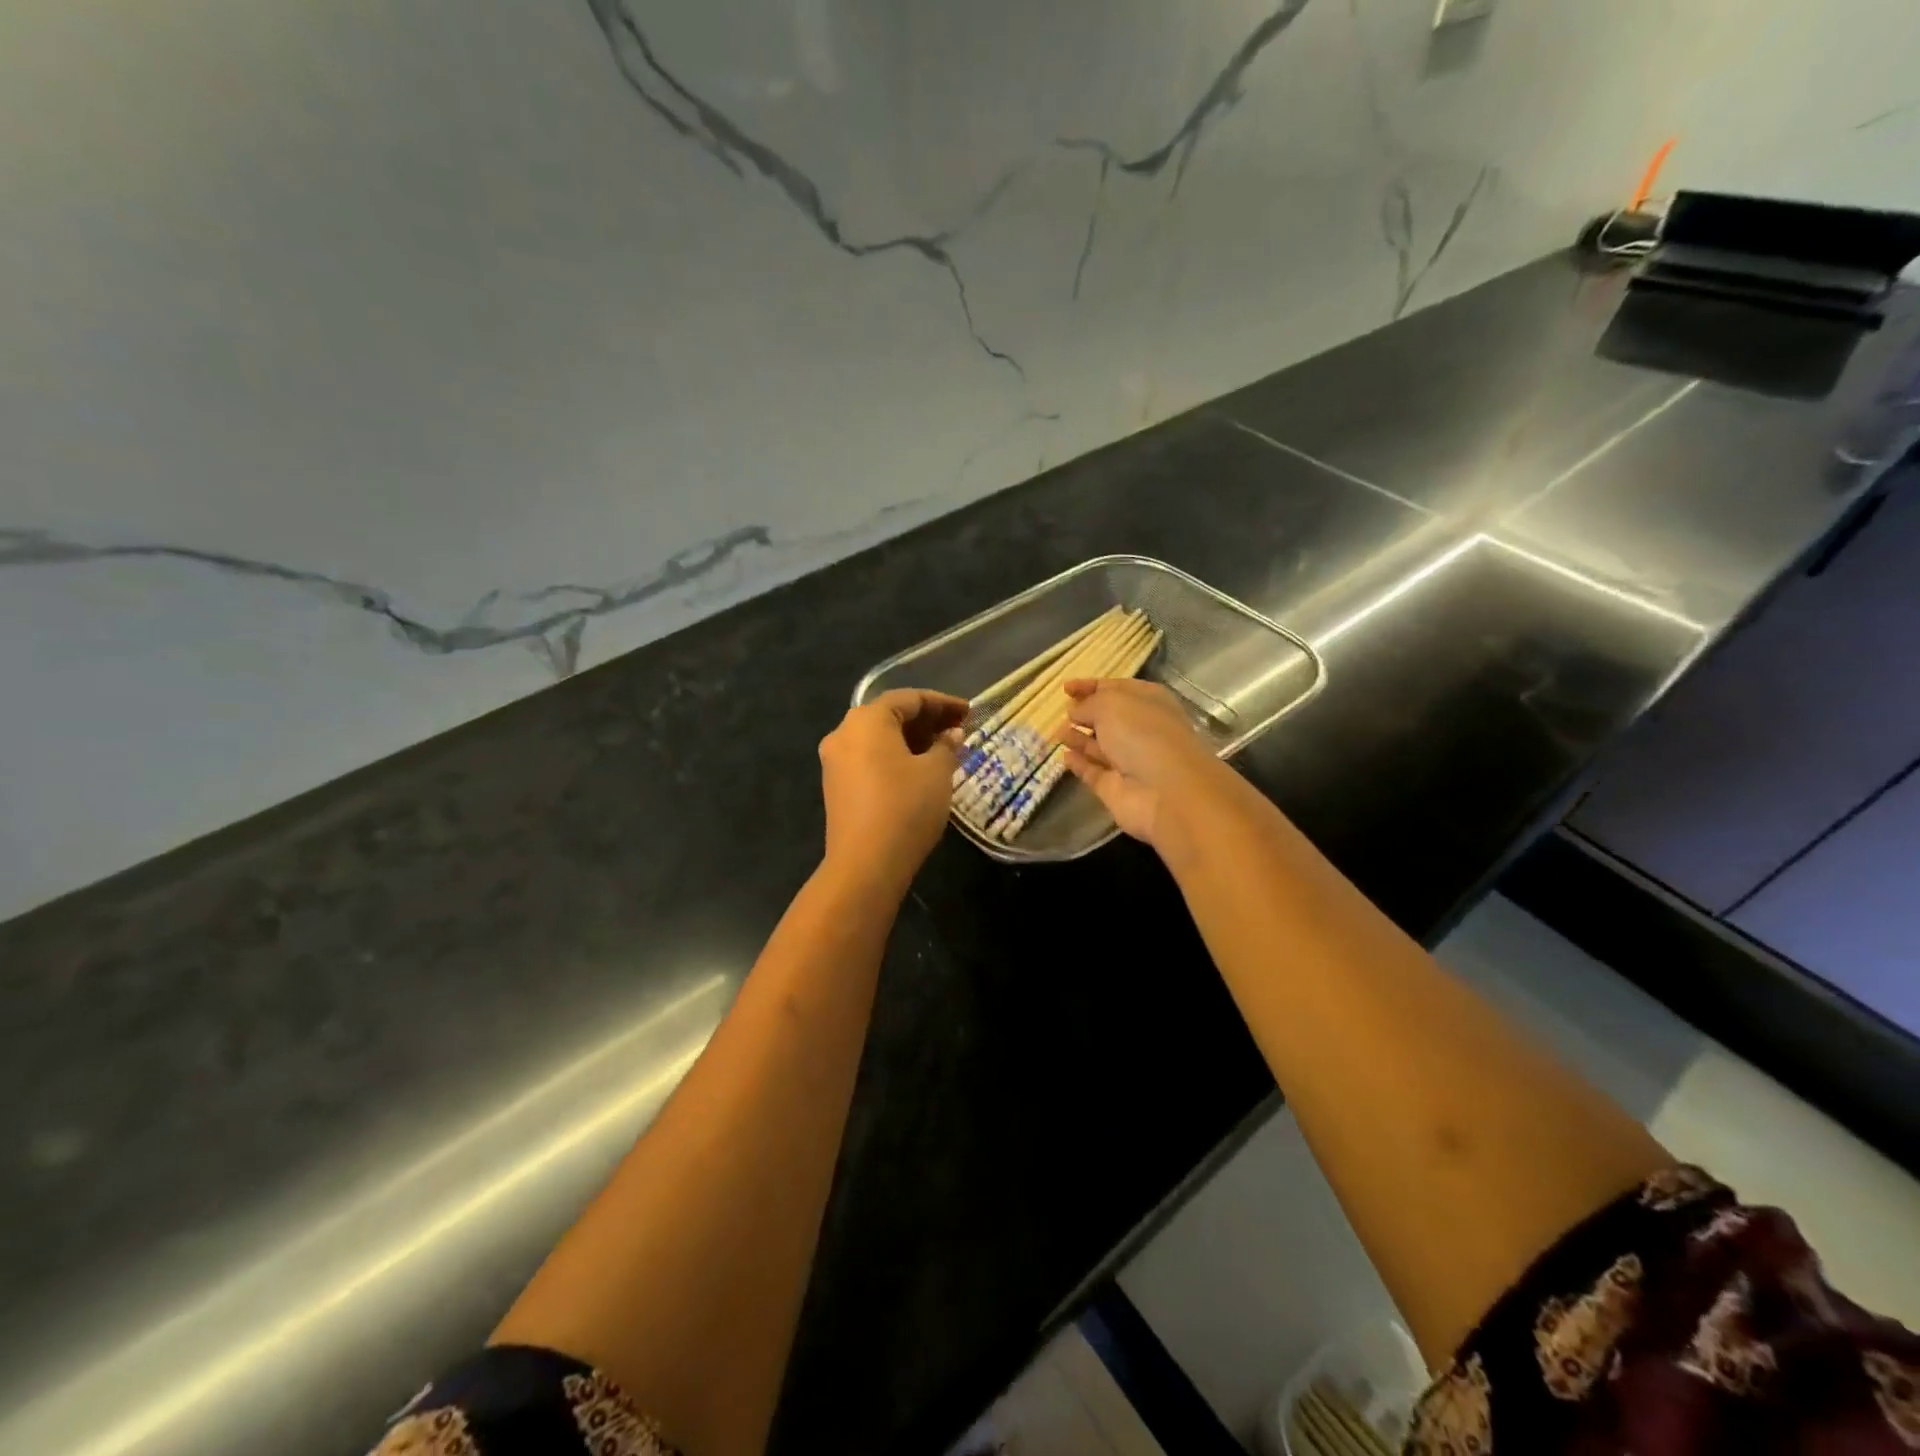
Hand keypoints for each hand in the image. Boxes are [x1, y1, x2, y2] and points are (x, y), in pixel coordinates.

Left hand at [818, 689, 968, 890]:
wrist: (865, 864)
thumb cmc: (906, 807)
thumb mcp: (936, 773)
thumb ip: (946, 747)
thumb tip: (951, 735)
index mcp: (867, 720)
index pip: (909, 698)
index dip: (943, 703)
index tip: (970, 712)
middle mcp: (844, 733)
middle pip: (890, 716)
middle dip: (927, 720)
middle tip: (959, 729)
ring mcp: (835, 762)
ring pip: (879, 739)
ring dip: (912, 740)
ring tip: (945, 750)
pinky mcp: (836, 787)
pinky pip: (869, 759)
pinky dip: (895, 757)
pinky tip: (920, 770)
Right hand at [1054, 678, 1229, 854]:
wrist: (1166, 792)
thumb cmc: (1142, 734)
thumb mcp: (1110, 704)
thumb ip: (1087, 704)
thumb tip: (1074, 712)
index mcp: (1148, 701)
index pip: (1116, 688)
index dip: (1090, 686)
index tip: (1065, 688)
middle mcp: (1141, 730)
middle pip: (1108, 719)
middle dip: (1085, 714)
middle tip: (1062, 712)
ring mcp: (1130, 761)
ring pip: (1100, 746)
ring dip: (1079, 738)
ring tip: (1057, 732)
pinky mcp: (1117, 788)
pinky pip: (1094, 772)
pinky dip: (1080, 764)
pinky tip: (1064, 756)